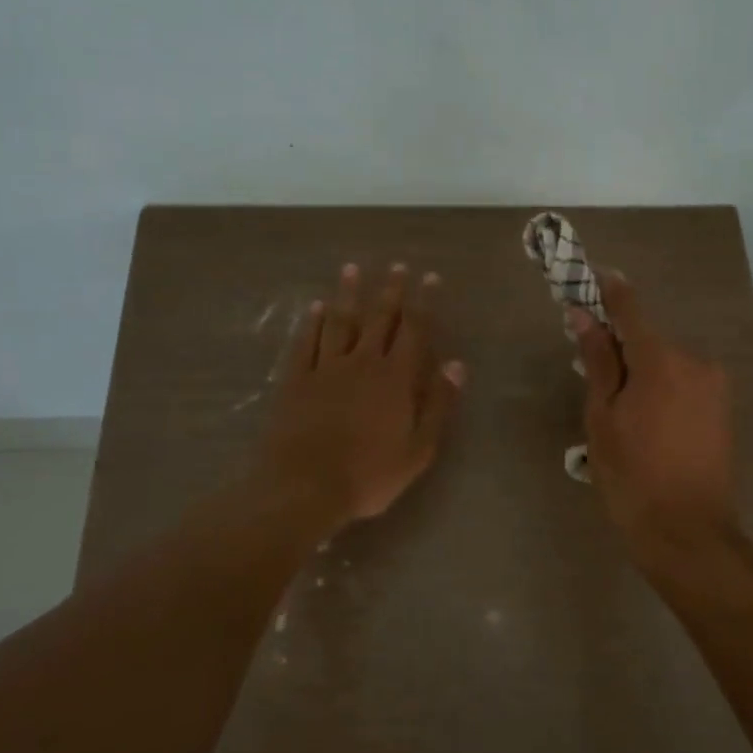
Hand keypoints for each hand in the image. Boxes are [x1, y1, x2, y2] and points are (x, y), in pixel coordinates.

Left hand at [254, 262, 465, 531]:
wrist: (305, 487)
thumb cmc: (369, 475)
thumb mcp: (418, 449)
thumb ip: (438, 404)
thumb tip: (456, 364)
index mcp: (395, 379)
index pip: (414, 331)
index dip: (423, 303)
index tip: (429, 277)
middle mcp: (362, 363)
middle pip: (378, 319)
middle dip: (390, 291)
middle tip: (396, 266)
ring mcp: (325, 369)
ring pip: (340, 322)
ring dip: (348, 294)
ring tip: (352, 269)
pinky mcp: (296, 380)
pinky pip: (306, 343)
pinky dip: (312, 323)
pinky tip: (316, 307)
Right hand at [572, 274, 737, 551]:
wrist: (688, 534)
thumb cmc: (632, 477)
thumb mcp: (603, 418)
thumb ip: (598, 361)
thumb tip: (583, 315)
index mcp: (661, 360)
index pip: (630, 309)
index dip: (609, 290)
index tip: (591, 275)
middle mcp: (695, 362)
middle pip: (648, 339)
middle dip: (619, 345)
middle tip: (589, 368)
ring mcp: (714, 386)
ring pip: (666, 363)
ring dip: (641, 372)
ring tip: (617, 411)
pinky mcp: (723, 409)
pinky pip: (684, 383)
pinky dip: (661, 389)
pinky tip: (645, 424)